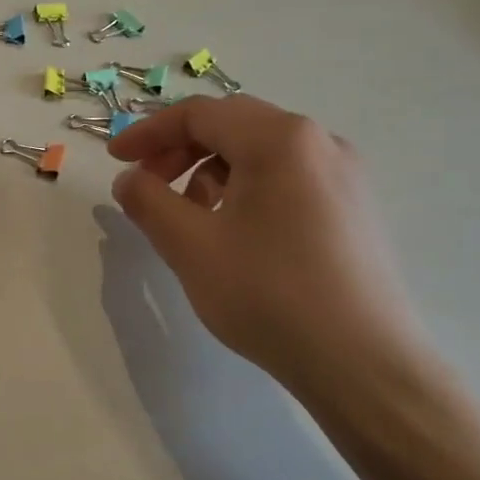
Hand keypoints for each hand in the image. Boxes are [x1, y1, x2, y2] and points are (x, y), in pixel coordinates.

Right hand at [107, 94, 435, 399]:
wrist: (364, 365)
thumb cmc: (269, 294)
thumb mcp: (189, 245)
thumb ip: (147, 201)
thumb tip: (129, 179)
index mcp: (280, 139)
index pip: (199, 114)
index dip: (147, 132)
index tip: (115, 160)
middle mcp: (319, 142)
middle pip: (232, 124)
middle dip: (179, 149)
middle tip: (147, 184)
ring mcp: (345, 175)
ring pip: (260, 152)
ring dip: (211, 170)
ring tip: (190, 217)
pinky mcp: (354, 208)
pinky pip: (287, 177)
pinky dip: (246, 188)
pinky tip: (234, 232)